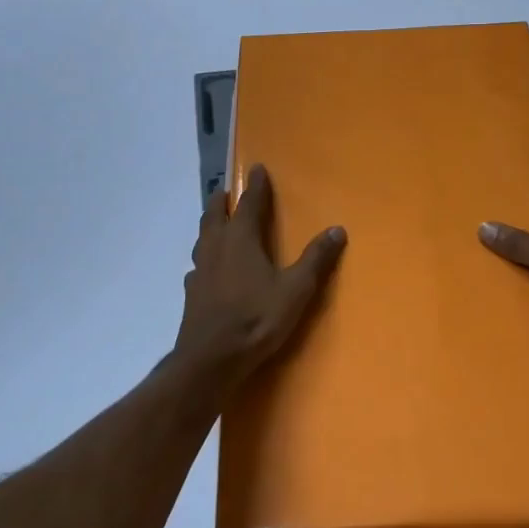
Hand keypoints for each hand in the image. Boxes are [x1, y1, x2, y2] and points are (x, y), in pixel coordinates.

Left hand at [175, 164, 346, 386]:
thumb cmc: (256, 318)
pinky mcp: (190, 293)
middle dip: (221, 201)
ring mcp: (199, 270)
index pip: (250, 203)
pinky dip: (204, 259)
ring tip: (215, 224)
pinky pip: (197, 266)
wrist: (211, 359)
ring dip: (209, 225)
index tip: (258, 167)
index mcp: (241, 239)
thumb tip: (337, 229)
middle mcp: (216, 247)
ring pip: (202, 238)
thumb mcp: (296, 289)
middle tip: (225, 191)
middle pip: (215, 215)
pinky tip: (206, 270)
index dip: (256, 185)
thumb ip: (316, 259)